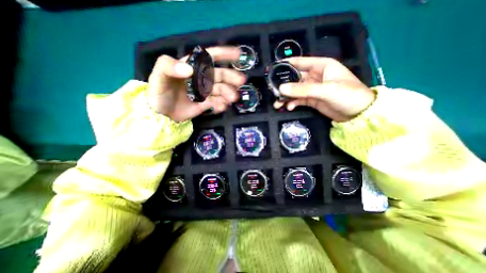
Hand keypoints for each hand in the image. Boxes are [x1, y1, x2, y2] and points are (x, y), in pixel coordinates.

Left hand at [147, 47, 246, 121]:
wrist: (160, 115)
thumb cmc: (159, 93)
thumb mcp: (158, 76)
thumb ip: (169, 67)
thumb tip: (190, 70)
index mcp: (192, 67)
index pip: (209, 57)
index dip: (224, 54)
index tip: (238, 54)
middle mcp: (201, 79)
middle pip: (220, 75)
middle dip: (231, 77)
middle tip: (241, 81)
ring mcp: (204, 92)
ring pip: (220, 90)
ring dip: (228, 93)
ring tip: (232, 99)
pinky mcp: (205, 104)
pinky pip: (216, 103)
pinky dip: (221, 105)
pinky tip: (222, 107)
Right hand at [272, 56, 374, 121]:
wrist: (358, 113)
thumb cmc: (348, 95)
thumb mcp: (325, 90)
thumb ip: (303, 89)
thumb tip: (282, 88)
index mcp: (321, 66)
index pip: (301, 62)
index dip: (287, 64)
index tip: (273, 68)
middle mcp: (315, 76)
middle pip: (295, 78)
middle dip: (284, 85)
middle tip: (273, 92)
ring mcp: (313, 89)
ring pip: (295, 91)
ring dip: (286, 97)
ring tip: (277, 104)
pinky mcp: (311, 100)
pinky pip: (298, 100)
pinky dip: (292, 103)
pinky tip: (289, 107)